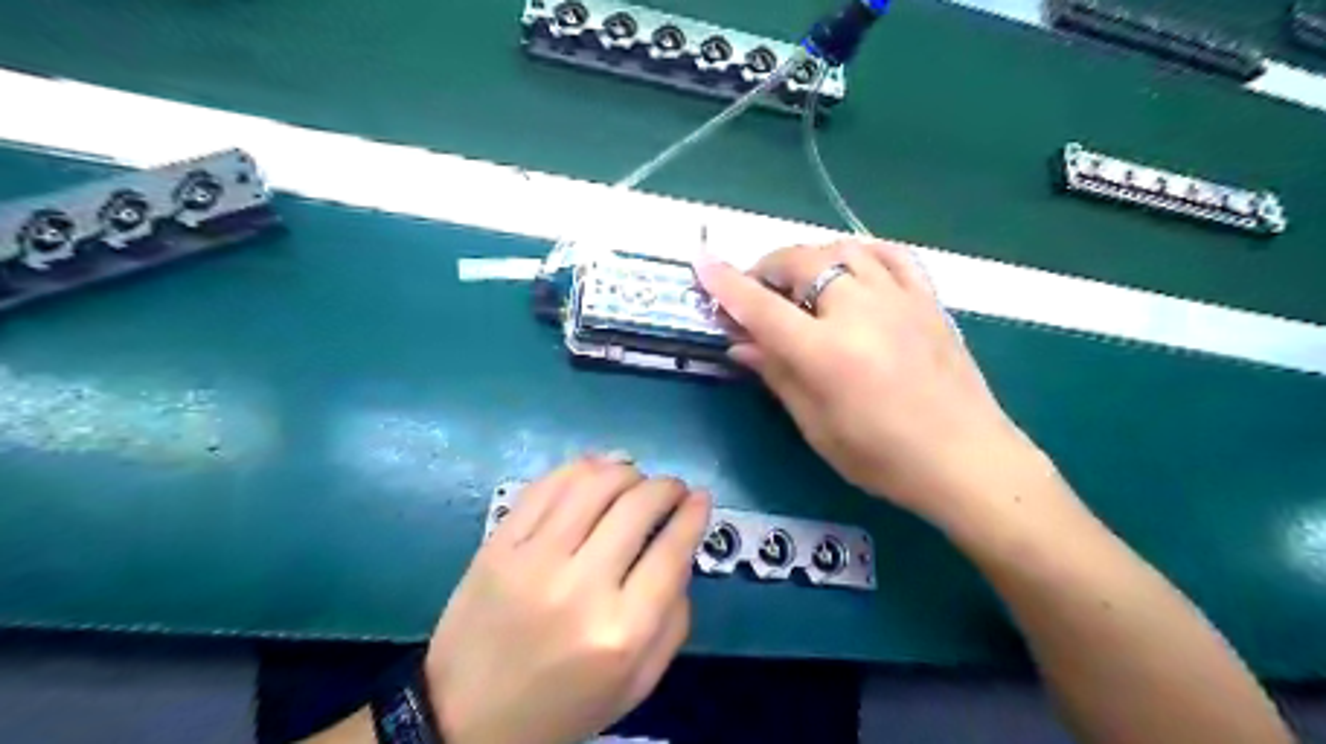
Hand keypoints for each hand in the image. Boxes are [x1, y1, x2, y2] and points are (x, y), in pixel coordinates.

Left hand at [429, 457, 715, 743]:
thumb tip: (681, 548)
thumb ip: (674, 619)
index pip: (672, 550)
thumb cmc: (564, 707)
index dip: (693, 514)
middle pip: (637, 506)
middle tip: (673, 489)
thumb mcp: (637, 683)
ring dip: (627, 470)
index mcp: (621, 632)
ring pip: (594, 484)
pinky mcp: (498, 545)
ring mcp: (532, 560)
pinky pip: (548, 485)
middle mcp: (580, 587)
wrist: (466, 720)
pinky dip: (582, 467)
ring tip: (636, 477)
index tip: (702, 497)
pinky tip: (599, 470)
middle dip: (667, 486)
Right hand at [696, 240, 1034, 525]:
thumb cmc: (883, 457)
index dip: (726, 284)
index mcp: (825, 353)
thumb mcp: (817, 426)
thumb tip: (740, 344)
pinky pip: (890, 254)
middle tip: (755, 291)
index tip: (701, 264)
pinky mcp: (927, 299)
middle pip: (800, 263)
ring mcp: (898, 298)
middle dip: (767, 269)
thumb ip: (777, 375)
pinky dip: (861, 252)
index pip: (761, 307)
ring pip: (842, 249)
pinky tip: (851, 266)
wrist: (966, 459)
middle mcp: (859, 312)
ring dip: (808, 257)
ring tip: (798, 281)